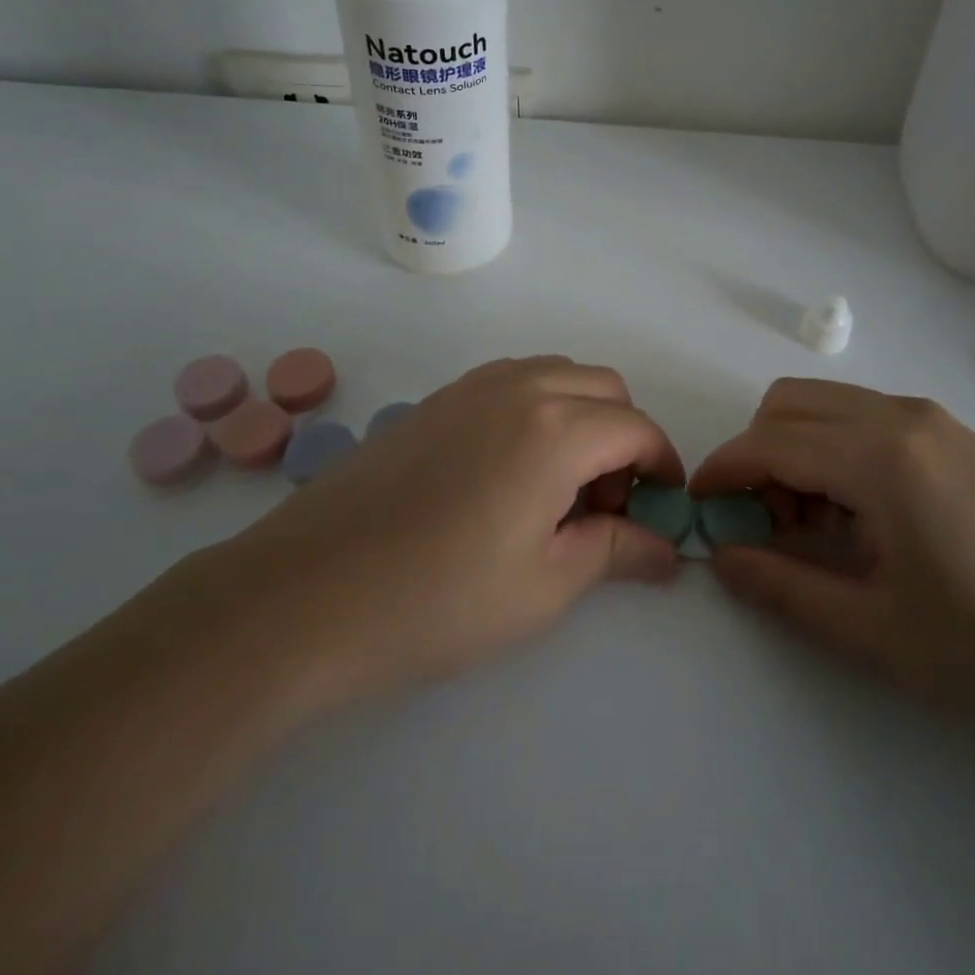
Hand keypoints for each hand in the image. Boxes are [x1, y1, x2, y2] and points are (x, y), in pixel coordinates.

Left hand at [214, 357, 683, 711]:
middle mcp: (519, 387)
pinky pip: (512, 381)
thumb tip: (666, 548)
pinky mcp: (436, 398)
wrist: (307, 593)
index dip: (662, 466)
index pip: (637, 428)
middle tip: (605, 504)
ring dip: (581, 415)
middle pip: (604, 388)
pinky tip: (510, 470)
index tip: (662, 508)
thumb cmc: (438, 600)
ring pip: (557, 374)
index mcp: (555, 429)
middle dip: (624, 437)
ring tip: (559, 485)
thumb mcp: (543, 586)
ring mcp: (472, 386)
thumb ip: (615, 551)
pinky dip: (538, 407)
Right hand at [690, 378, 974, 712]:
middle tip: (769, 523)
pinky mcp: (951, 429)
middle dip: (756, 454)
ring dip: (795, 448)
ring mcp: (929, 416)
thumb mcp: (878, 633)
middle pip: (788, 404)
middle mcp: (898, 416)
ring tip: (818, 523)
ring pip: (825, 403)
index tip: (700, 506)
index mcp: (878, 457)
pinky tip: (864, 512)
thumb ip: (786, 591)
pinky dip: (833, 446)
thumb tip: (723, 556)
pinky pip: (862, 415)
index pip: (768, 441)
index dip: (722, 470)